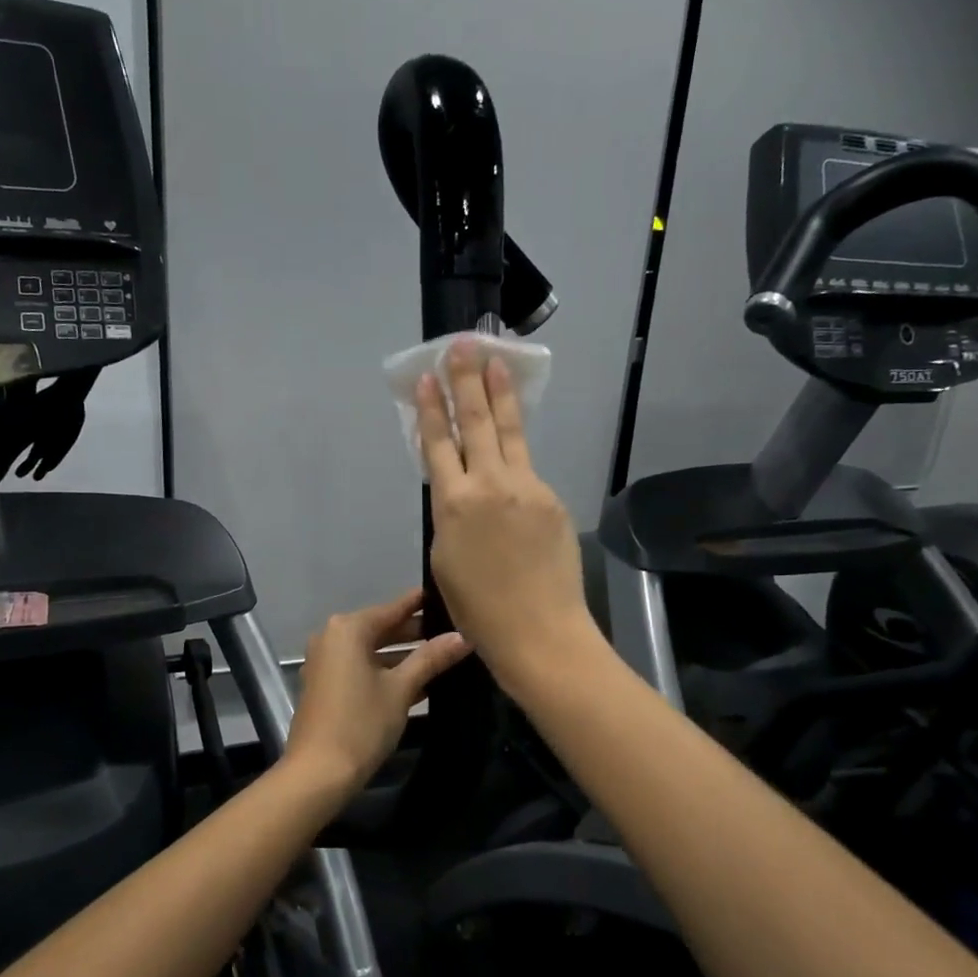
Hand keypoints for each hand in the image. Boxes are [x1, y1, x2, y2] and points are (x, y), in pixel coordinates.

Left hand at [285, 590, 470, 788]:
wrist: (318, 773)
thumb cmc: (361, 723)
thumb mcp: (401, 689)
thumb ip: (431, 659)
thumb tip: (462, 637)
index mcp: (348, 630)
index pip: (393, 608)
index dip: (421, 604)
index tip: (448, 597)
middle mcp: (332, 638)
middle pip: (381, 628)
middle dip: (416, 633)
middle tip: (454, 631)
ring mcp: (326, 663)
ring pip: (373, 651)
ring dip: (404, 656)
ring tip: (445, 657)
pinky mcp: (326, 686)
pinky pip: (362, 668)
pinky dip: (386, 672)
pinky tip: (420, 683)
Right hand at [417, 341, 596, 694]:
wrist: (539, 631)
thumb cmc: (479, 609)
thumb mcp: (445, 560)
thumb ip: (450, 516)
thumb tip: (458, 494)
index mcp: (452, 504)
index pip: (438, 445)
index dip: (430, 411)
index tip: (425, 380)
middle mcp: (488, 485)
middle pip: (475, 423)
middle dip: (465, 381)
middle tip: (462, 345)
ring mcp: (526, 487)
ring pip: (508, 431)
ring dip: (499, 393)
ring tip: (494, 359)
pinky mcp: (552, 499)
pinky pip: (528, 467)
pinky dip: (516, 451)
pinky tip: (512, 439)